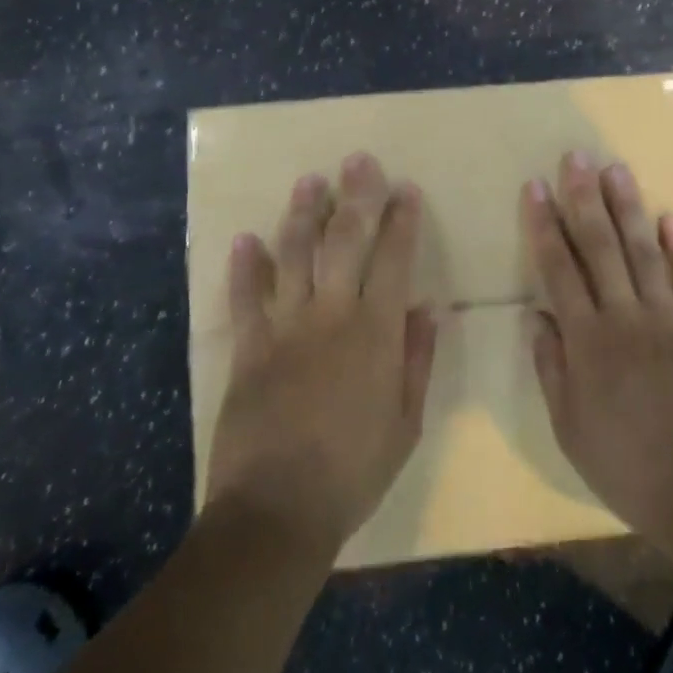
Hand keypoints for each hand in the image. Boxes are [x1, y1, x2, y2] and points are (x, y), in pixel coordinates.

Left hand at [207, 152, 437, 553]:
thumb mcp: (405, 423)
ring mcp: (285, 327)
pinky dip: (245, 267)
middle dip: (356, 196)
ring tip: (310, 181)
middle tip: (359, 160)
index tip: (406, 189)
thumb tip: (427, 308)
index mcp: (375, 332)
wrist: (276, 512)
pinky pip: (245, 297)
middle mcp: (331, 315)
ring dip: (302, 214)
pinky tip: (245, 239)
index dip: (402, 220)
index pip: (394, 259)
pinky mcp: (248, 347)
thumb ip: (416, 360)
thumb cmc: (353, 471)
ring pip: (294, 254)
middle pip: (345, 240)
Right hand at [526, 151, 672, 559]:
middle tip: (576, 158)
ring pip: (644, 252)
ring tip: (617, 170)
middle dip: (585, 199)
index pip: (559, 270)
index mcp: (588, 341)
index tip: (536, 188)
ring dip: (629, 208)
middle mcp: (625, 317)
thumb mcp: (570, 428)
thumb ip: (551, 367)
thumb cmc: (627, 466)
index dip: (545, 226)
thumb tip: (535, 317)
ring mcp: (669, 320)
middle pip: (601, 247)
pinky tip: (670, 217)